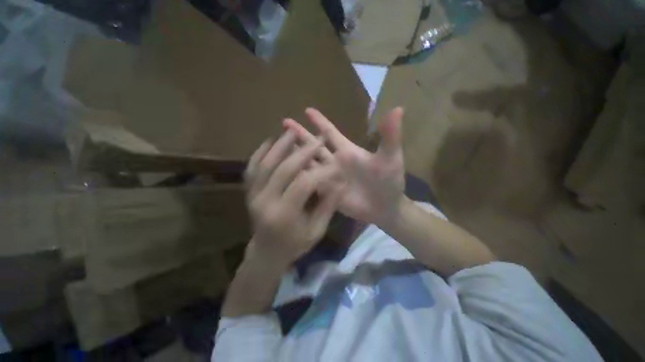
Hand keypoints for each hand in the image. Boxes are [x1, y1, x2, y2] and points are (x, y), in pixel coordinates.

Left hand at [244, 130, 344, 270]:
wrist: (266, 252)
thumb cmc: (294, 244)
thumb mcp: (316, 230)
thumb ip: (327, 206)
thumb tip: (339, 182)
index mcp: (284, 214)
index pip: (304, 183)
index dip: (321, 171)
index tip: (334, 164)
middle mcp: (265, 201)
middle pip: (284, 169)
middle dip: (304, 151)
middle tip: (317, 139)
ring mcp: (253, 194)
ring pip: (265, 163)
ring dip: (280, 145)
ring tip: (293, 131)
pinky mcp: (248, 191)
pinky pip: (252, 167)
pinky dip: (260, 152)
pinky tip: (270, 141)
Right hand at [283, 107, 405, 224]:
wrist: (385, 207)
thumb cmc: (389, 181)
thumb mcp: (391, 158)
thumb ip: (390, 136)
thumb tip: (398, 108)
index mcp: (348, 151)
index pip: (331, 133)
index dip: (320, 121)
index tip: (307, 109)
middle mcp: (335, 162)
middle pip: (313, 145)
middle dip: (299, 134)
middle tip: (284, 123)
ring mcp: (329, 177)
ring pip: (308, 163)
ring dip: (295, 155)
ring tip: (278, 146)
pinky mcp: (327, 192)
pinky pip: (310, 182)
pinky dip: (299, 177)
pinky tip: (285, 173)